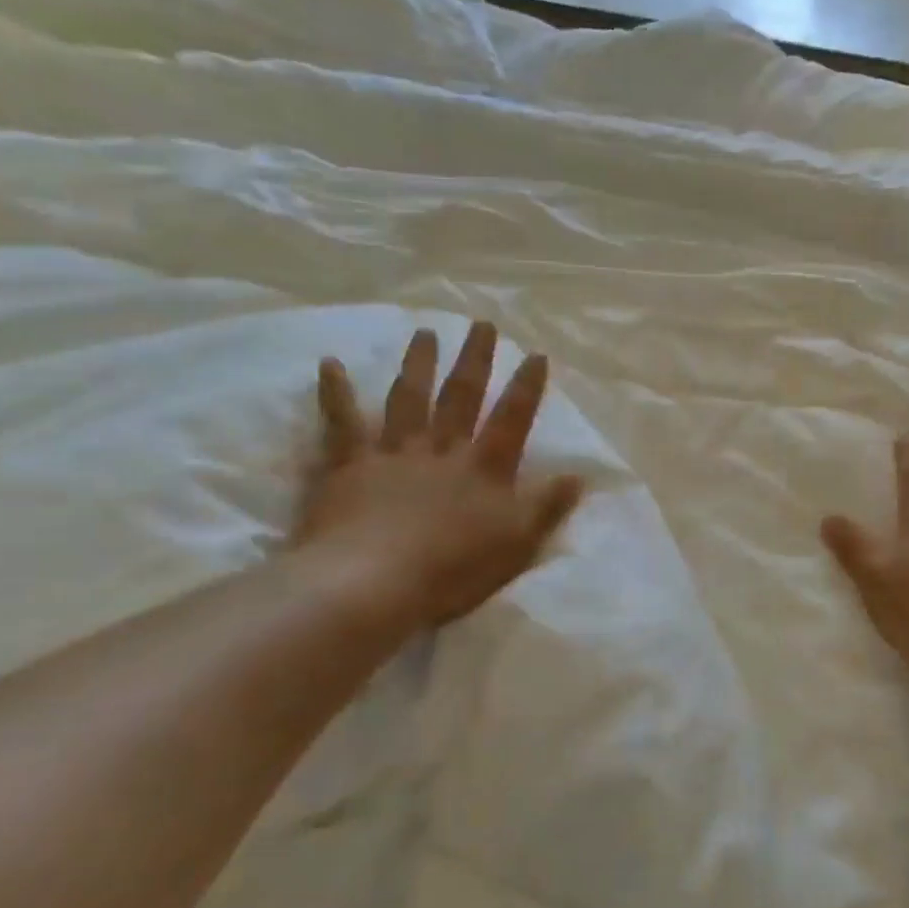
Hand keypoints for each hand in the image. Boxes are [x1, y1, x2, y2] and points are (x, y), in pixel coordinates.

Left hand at [295, 321, 582, 634]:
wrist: (373, 583)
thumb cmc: (454, 569)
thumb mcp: (518, 543)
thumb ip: (547, 506)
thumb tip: (579, 476)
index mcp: (484, 468)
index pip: (512, 418)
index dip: (526, 387)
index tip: (535, 354)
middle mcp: (441, 450)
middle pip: (461, 397)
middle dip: (475, 360)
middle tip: (481, 324)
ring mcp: (393, 454)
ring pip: (408, 399)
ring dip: (418, 364)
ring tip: (425, 332)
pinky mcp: (350, 467)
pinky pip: (341, 424)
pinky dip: (336, 393)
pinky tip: (329, 364)